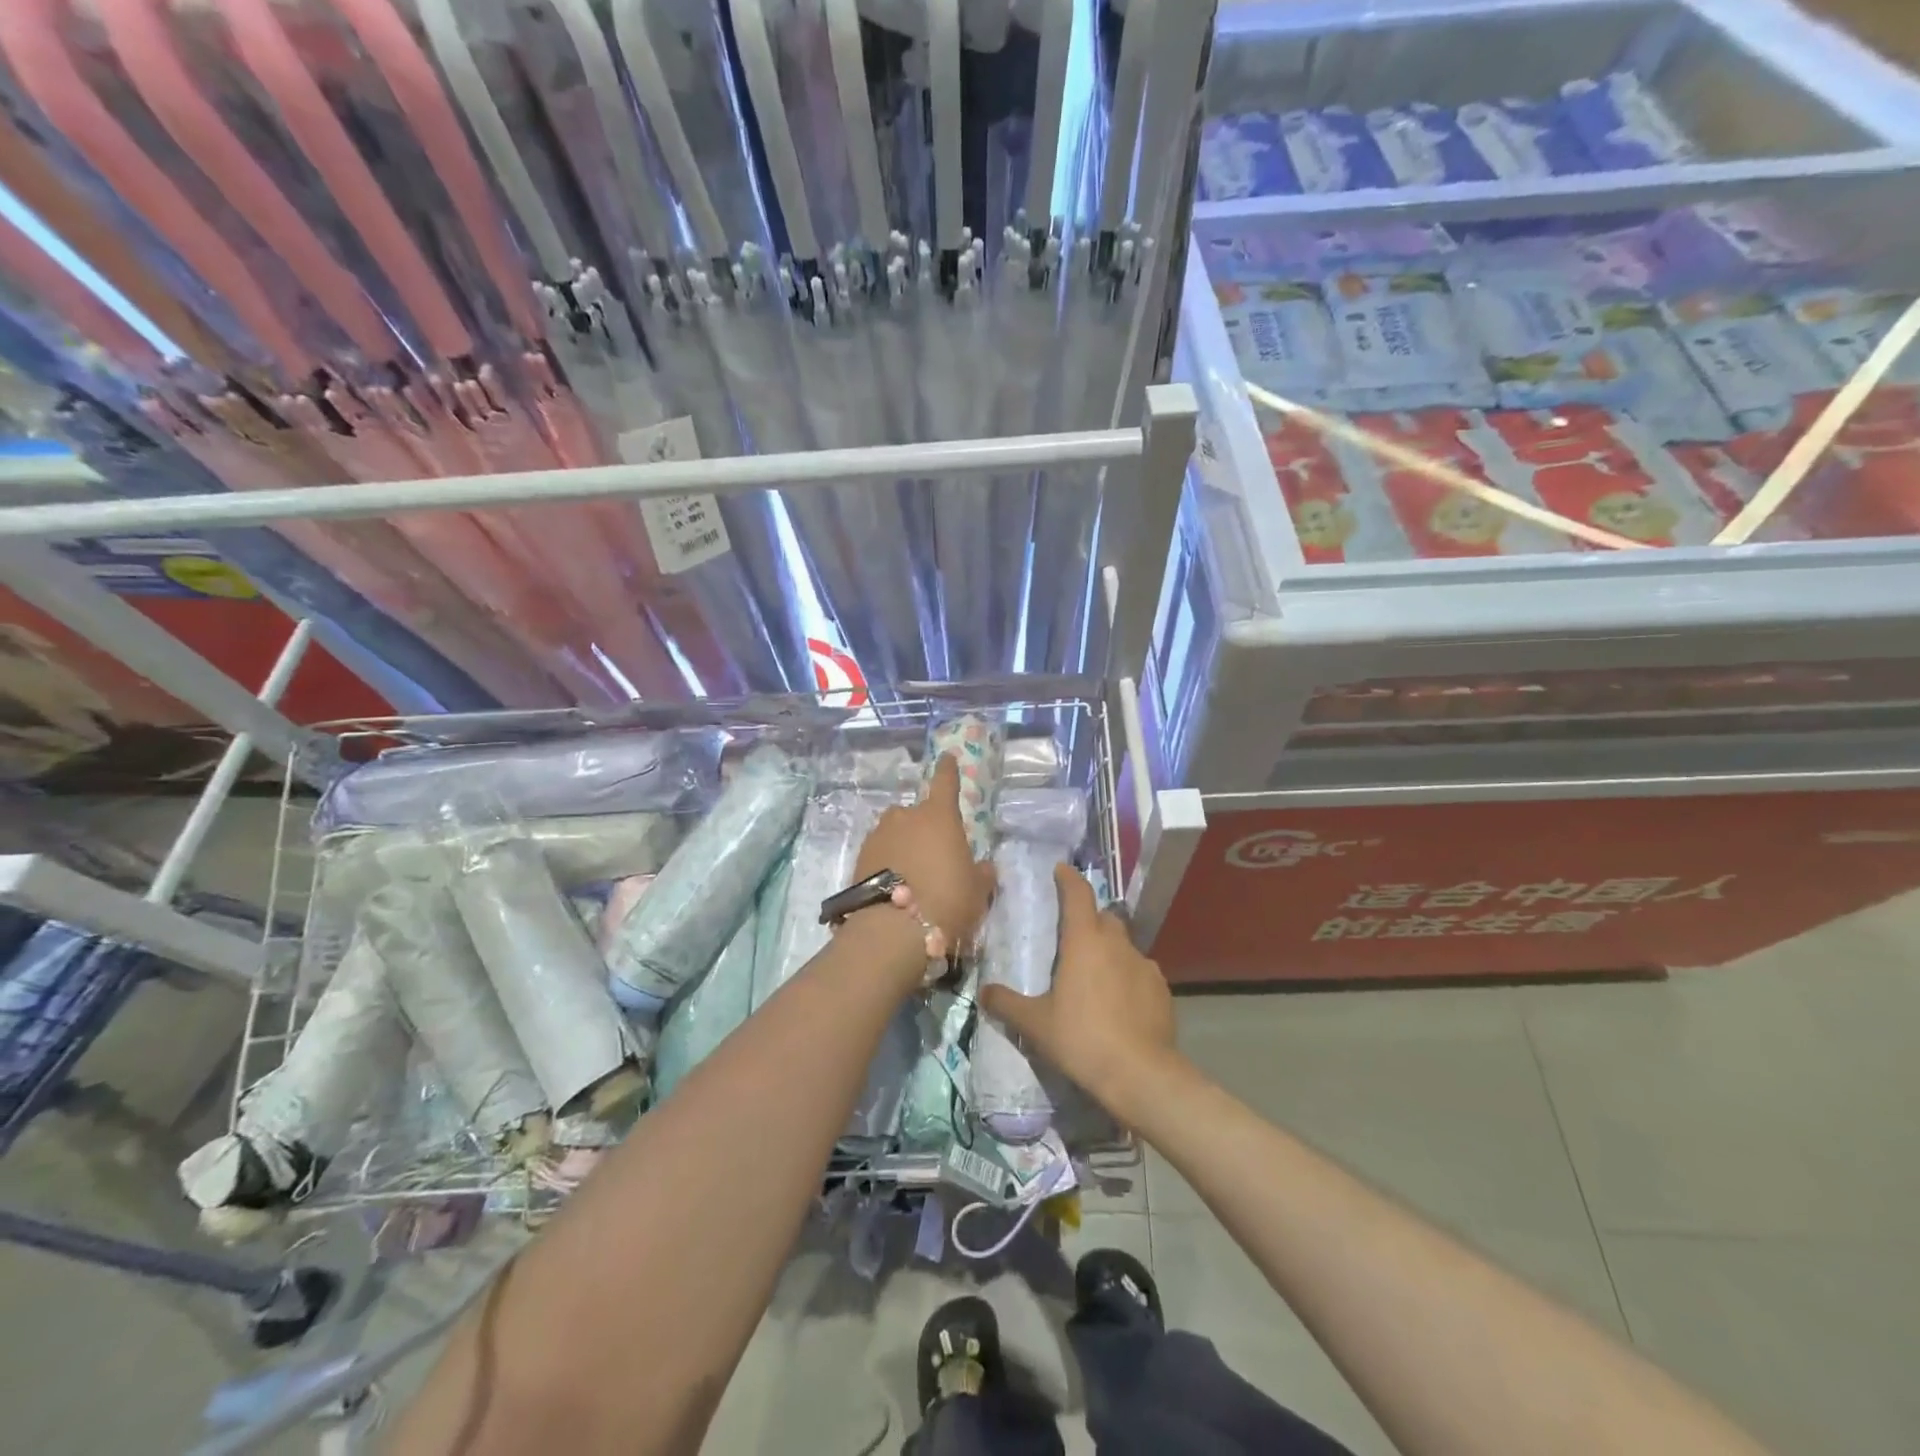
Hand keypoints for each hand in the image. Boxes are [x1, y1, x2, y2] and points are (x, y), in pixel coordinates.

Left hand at [851, 754, 995, 966]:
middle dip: (926, 827)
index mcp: (939, 816)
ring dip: (905, 844)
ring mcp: (879, 835)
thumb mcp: (977, 891)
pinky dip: (888, 862)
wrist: (892, 931)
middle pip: (918, 813)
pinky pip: (881, 852)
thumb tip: (983, 867)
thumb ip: (981, 873)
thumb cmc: (946, 901)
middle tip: (936, 854)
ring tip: (913, 874)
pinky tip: (895, 885)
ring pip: (896, 832)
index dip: (948, 769)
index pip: (945, 782)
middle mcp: (906, 816)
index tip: (947, 757)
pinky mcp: (859, 857)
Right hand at [980, 865, 1178, 1117]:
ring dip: (1109, 952)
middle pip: (1104, 917)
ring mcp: (1144, 965)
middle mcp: (1117, 943)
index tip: (1060, 870)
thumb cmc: (1082, 1039)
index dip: (1068, 878)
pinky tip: (1119, 1003)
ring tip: (1095, 978)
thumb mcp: (1035, 1024)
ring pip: (1124, 946)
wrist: (1140, 1074)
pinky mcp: (1162, 989)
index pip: (1078, 894)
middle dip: (1089, 920)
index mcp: (1085, 941)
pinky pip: (1140, 972)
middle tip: (1072, 939)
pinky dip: (1128, 978)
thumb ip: (1007, 1004)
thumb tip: (984, 992)